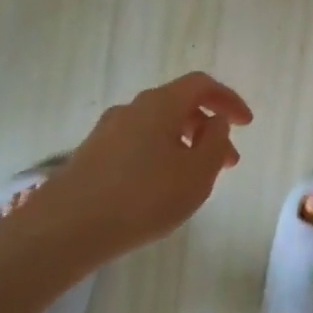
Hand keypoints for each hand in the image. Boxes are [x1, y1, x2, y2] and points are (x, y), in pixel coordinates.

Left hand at [32, 71, 253, 255]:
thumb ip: (216, 142)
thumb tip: (216, 121)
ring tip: (197, 179)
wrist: (66, 228)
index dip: (229, 99)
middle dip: (209, 128)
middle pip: (179, 105)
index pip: (201, 84)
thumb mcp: (196, 174)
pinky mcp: (92, 154)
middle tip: (228, 161)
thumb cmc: (143, 198)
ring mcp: (108, 131)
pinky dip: (161, 155)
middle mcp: (132, 108)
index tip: (247, 123)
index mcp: (160, 104)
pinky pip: (138, 143)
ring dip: (185, 144)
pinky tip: (162, 187)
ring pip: (158, 127)